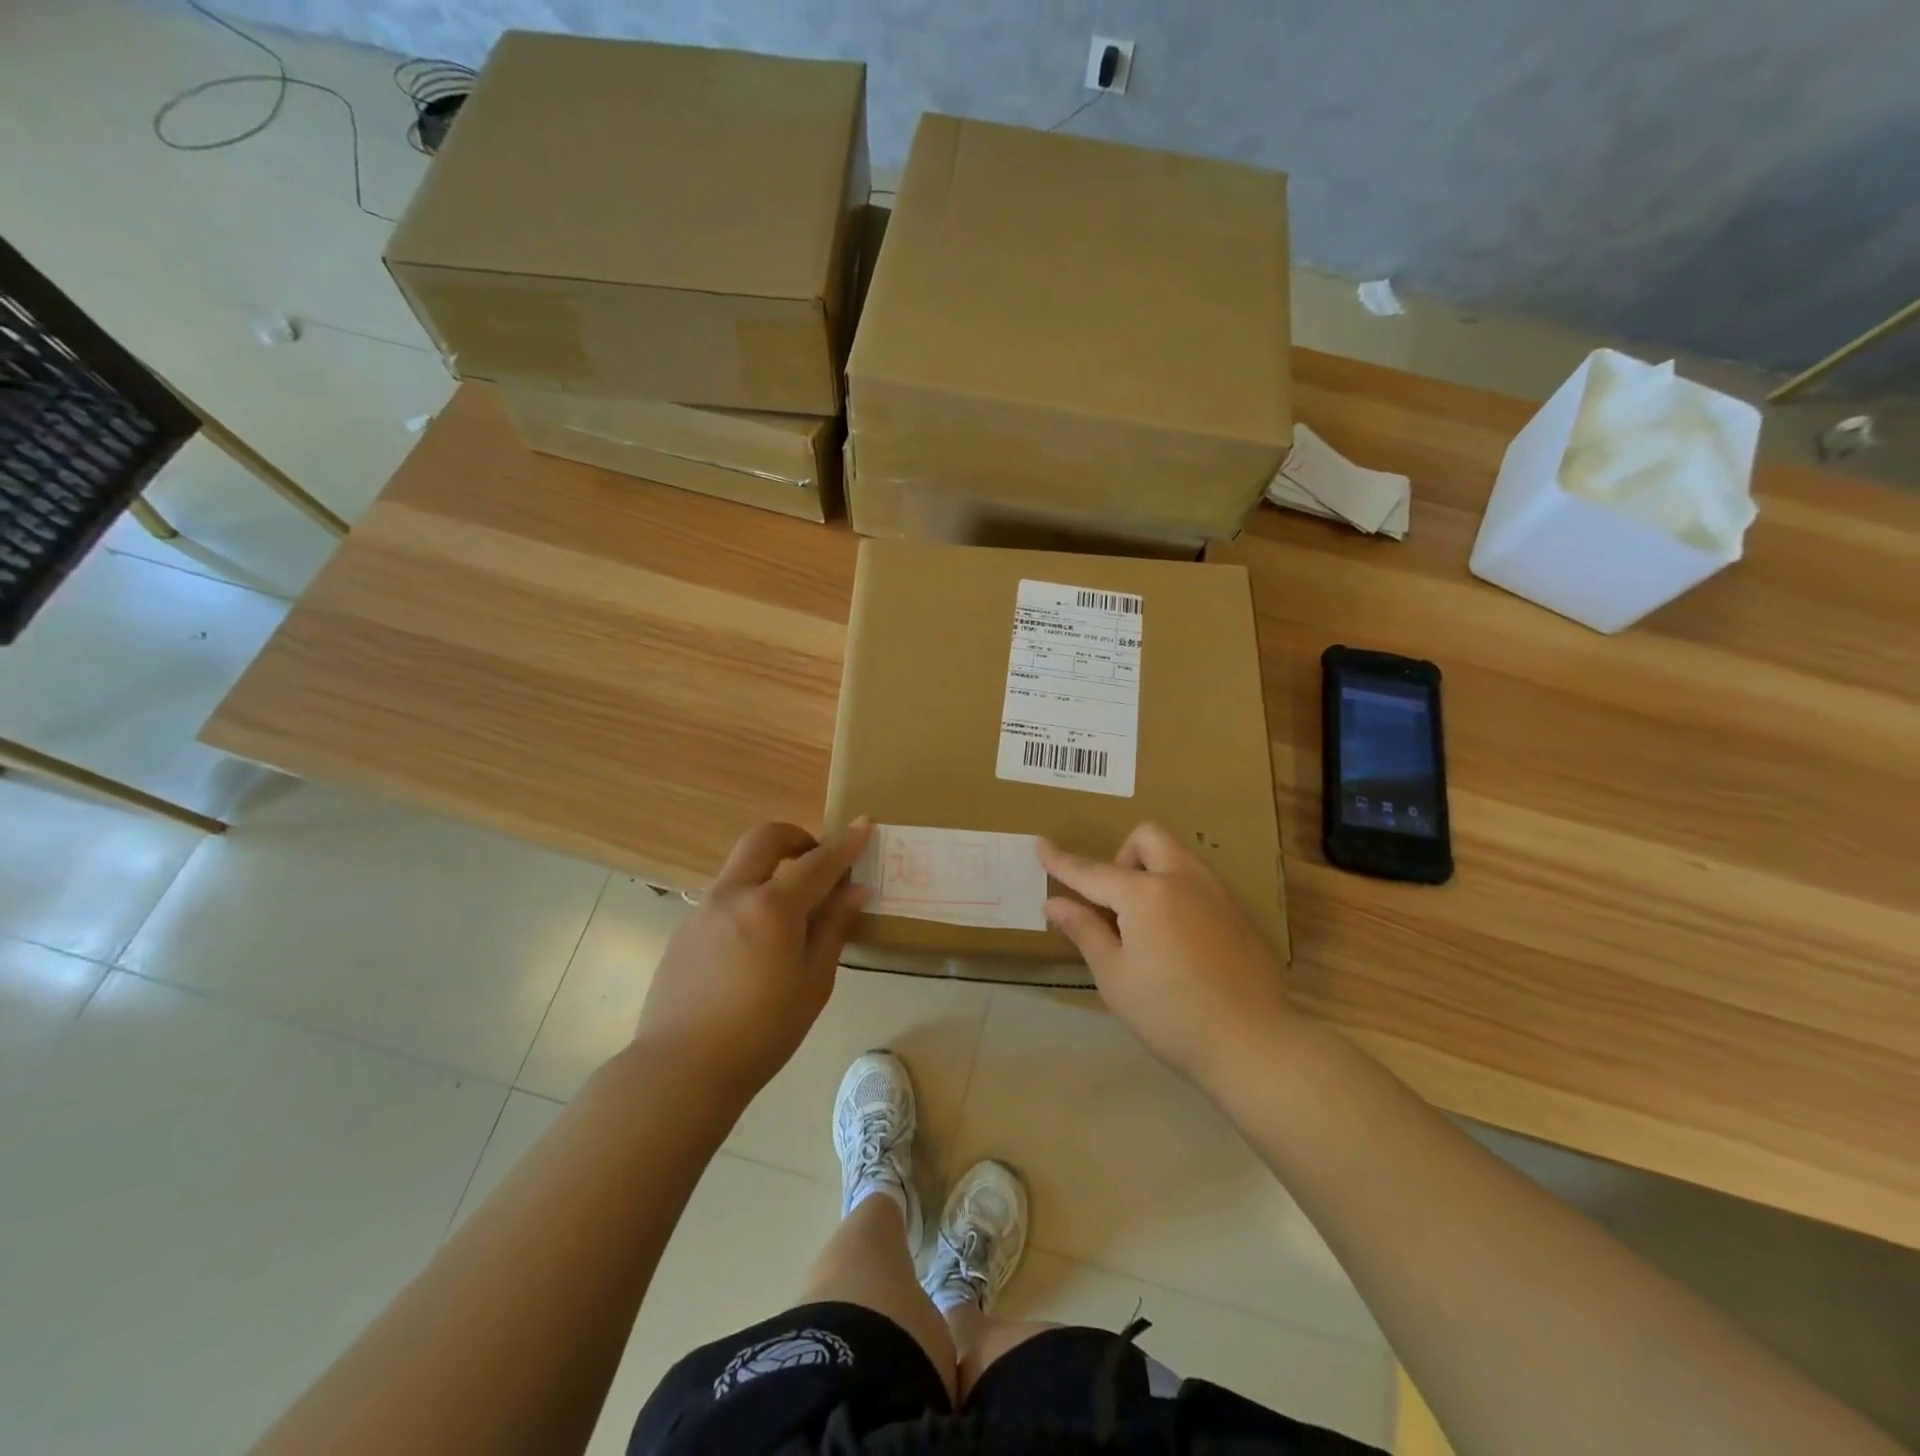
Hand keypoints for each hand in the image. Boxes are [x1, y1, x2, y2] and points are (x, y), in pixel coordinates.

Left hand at [633, 819, 871, 1103]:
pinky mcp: (684, 931)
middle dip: (796, 837)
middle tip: (816, 860)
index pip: (817, 862)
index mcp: (772, 907)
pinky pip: (724, 896)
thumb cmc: (762, 1031)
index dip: (845, 843)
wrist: (681, 1068)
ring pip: (741, 866)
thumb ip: (833, 928)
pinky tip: (755, 943)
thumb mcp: (813, 983)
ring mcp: (703, 910)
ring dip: (770, 868)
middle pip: (765, 838)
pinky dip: (749, 897)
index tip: (864, 824)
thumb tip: (855, 890)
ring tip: (790, 910)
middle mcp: (734, 894)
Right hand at [1039, 823, 1295, 1087]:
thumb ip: (1084, 930)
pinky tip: (1176, 939)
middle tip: (1115, 904)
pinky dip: (1175, 890)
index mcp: (1146, 893)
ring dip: (1151, 870)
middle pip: (1147, 838)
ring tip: (1143, 924)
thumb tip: (1054, 903)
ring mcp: (1216, 893)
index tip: (1040, 845)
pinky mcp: (1237, 912)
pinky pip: (1197, 880)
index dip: (1062, 861)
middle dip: (1122, 857)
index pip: (1092, 872)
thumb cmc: (1170, 1013)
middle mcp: (1182, 879)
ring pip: (1176, 855)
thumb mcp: (1114, 975)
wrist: (1253, 1042)